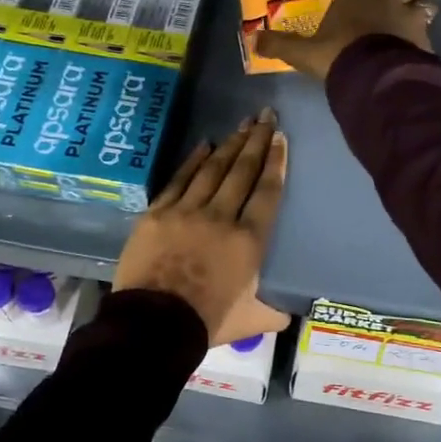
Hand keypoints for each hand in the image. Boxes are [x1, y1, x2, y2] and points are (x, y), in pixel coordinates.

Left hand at [113, 110, 288, 345]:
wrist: (153, 325)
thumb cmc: (206, 322)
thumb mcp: (250, 321)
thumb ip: (272, 312)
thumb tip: (287, 314)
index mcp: (249, 241)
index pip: (267, 192)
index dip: (276, 162)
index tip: (280, 138)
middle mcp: (221, 217)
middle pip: (242, 171)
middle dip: (256, 141)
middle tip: (266, 116)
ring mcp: (187, 211)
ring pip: (213, 169)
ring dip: (230, 145)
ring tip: (242, 124)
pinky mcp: (158, 213)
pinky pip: (179, 179)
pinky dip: (193, 160)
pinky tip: (205, 144)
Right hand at [253, 0, 434, 80]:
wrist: (376, 74)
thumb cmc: (337, 56)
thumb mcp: (303, 53)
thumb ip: (280, 45)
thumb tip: (254, 40)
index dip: (355, 4)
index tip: (352, 21)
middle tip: (389, 18)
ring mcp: (407, 15)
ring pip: (419, 5)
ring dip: (415, 15)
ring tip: (408, 34)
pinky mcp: (424, 36)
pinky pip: (428, 32)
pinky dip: (422, 40)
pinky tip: (417, 54)